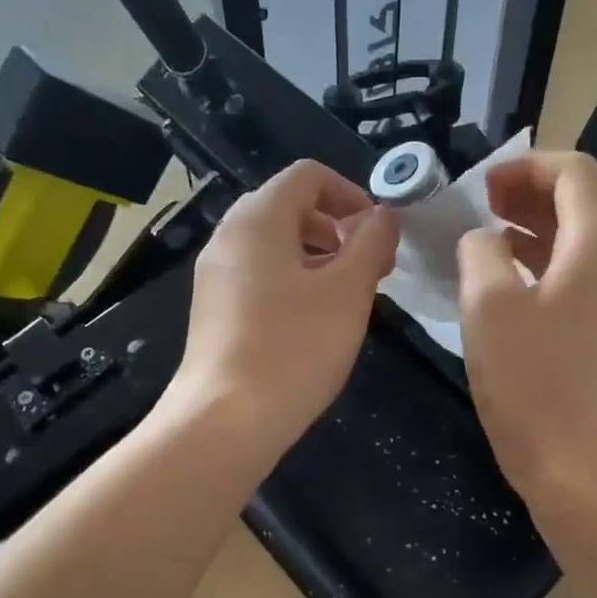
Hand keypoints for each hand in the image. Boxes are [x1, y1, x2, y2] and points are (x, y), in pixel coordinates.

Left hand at [165, 159, 398, 453]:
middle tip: (371, 269)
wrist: (225, 421)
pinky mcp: (214, 311)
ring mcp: (215, 276)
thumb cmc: (293, 348)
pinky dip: (292, 283)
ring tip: (347, 299)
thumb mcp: (348, 291)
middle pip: (289, 208)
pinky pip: (259, 277)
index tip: (379, 236)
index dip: (352, 194)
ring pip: (274, 246)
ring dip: (318, 259)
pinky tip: (312, 325)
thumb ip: (371, 243)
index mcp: (258, 218)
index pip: (308, 176)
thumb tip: (382, 216)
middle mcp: (228, 237)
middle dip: (337, 229)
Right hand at [457, 151, 596, 503]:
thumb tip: (483, 240)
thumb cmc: (531, 382)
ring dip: (535, 227)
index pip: (577, 172)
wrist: (577, 464)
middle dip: (532, 192)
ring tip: (487, 234)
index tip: (483, 184)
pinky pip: (577, 276)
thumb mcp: (488, 307)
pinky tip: (505, 280)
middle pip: (584, 202)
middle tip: (482, 203)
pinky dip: (542, 262)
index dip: (529, 165)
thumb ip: (480, 253)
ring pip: (580, 240)